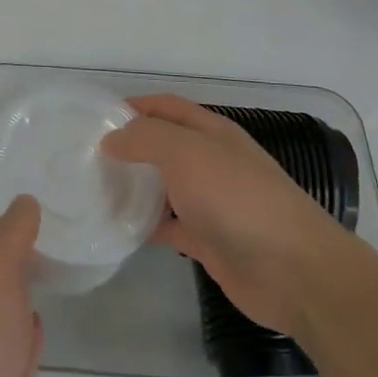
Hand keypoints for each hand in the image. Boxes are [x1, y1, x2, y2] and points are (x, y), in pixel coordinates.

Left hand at [0, 196, 44, 376]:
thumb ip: (10, 233)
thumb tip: (24, 202)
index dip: (2, 220)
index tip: (42, 207)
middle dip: (17, 255)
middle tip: (62, 234)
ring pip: (4, 309)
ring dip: (24, 293)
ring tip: (61, 269)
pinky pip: (18, 349)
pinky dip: (30, 333)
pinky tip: (47, 322)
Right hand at [101, 94, 353, 336]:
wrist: (292, 270)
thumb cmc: (237, 198)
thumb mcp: (186, 153)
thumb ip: (145, 138)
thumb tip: (112, 139)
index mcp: (211, 132)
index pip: (166, 107)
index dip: (134, 106)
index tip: (95, 118)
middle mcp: (211, 162)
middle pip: (163, 146)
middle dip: (128, 147)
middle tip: (85, 155)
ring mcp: (210, 202)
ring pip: (162, 186)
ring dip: (132, 186)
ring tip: (92, 189)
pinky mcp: (207, 239)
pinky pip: (167, 225)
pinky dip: (143, 225)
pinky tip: (116, 227)